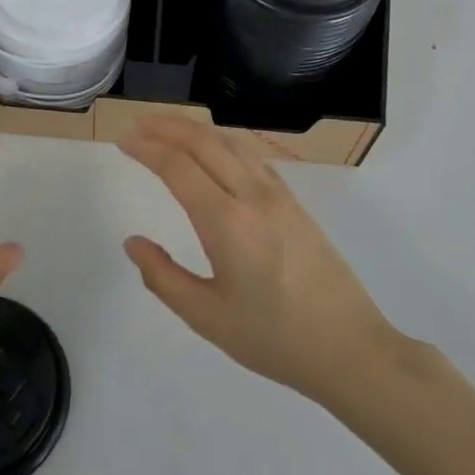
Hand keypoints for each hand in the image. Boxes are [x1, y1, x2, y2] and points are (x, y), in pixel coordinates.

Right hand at [119, 118, 400, 405]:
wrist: (350, 348)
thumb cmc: (274, 338)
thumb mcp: (207, 317)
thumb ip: (163, 277)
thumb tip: (133, 243)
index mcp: (226, 222)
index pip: (177, 167)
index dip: (147, 149)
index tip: (123, 141)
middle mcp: (252, 196)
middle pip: (205, 142)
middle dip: (168, 127)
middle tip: (138, 125)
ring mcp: (279, 196)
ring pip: (232, 143)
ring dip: (197, 130)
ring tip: (169, 129)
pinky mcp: (295, 203)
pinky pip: (253, 158)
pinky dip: (225, 143)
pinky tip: (217, 152)